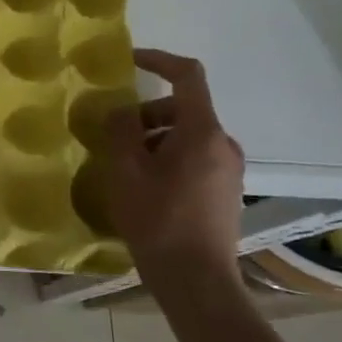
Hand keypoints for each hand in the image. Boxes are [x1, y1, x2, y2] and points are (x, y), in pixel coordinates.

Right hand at [104, 48, 245, 294]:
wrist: (197, 281)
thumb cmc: (158, 221)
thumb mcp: (126, 171)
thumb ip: (121, 130)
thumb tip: (121, 110)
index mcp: (202, 132)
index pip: (188, 76)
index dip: (158, 60)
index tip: (130, 61)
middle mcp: (223, 144)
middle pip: (182, 109)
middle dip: (146, 115)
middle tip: (113, 136)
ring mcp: (228, 170)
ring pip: (186, 136)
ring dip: (154, 139)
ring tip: (124, 167)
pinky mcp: (225, 192)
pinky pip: (194, 158)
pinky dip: (167, 158)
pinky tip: (145, 187)